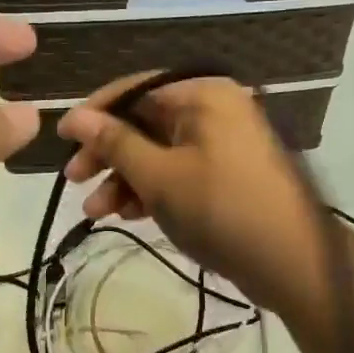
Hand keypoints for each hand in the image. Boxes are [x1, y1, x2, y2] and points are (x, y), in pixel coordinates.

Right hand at [56, 74, 319, 315]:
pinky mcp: (226, 174)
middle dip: (108, 154)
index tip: (61, 138)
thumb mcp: (159, 177)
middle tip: (75, 181)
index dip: (94, 113)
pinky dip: (152, 189)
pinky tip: (128, 215)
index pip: (135, 89)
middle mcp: (213, 109)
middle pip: (145, 122)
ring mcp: (222, 143)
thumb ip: (115, 144)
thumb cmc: (220, 210)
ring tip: (96, 212)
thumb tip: (77, 117)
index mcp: (202, 94)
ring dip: (125, 178)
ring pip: (158, 151)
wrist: (292, 263)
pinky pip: (178, 171)